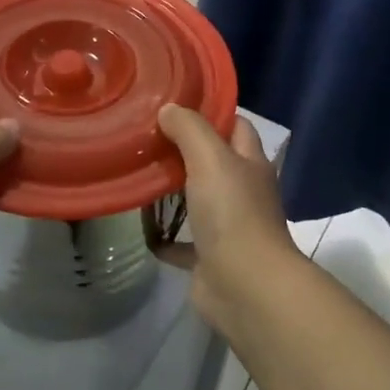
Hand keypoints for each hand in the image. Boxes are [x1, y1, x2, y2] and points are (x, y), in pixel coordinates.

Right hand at [154, 106, 304, 338]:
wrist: (245, 287)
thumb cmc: (232, 213)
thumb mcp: (210, 158)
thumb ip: (189, 129)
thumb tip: (169, 109)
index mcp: (250, 163)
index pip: (236, 125)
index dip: (212, 112)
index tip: (176, 102)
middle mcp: (243, 191)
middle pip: (215, 162)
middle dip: (185, 149)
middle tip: (147, 136)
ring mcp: (229, 227)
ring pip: (199, 200)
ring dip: (174, 191)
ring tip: (139, 174)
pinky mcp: (210, 258)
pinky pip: (183, 243)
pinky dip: (164, 237)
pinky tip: (141, 227)